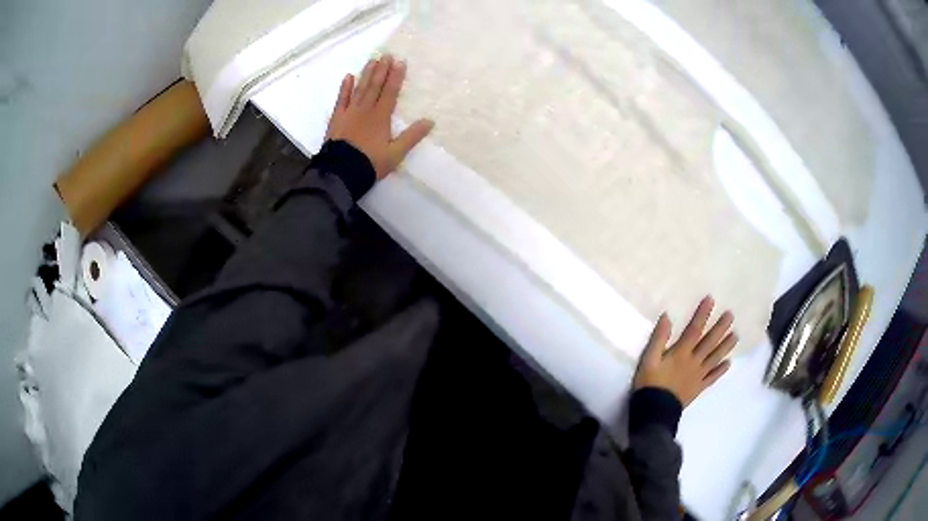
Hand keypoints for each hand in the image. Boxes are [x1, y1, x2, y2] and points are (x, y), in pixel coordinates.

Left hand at [325, 54, 433, 178]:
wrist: (341, 171)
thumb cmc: (370, 163)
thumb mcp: (395, 153)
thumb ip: (412, 136)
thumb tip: (430, 121)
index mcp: (381, 117)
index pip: (390, 92)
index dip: (396, 77)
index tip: (400, 62)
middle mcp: (365, 110)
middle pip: (375, 86)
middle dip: (381, 69)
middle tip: (386, 54)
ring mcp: (349, 112)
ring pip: (359, 88)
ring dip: (366, 74)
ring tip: (372, 60)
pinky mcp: (337, 119)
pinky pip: (341, 99)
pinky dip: (345, 88)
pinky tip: (348, 76)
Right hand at [633, 297, 737, 406]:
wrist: (654, 410)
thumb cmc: (650, 383)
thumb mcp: (648, 359)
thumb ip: (659, 339)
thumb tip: (667, 317)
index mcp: (681, 353)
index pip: (695, 330)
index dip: (703, 314)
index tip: (711, 300)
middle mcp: (694, 361)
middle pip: (710, 342)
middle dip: (720, 327)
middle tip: (731, 315)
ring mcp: (698, 375)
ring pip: (715, 358)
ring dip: (726, 346)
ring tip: (736, 335)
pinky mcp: (698, 387)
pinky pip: (712, 377)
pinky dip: (721, 370)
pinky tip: (728, 364)